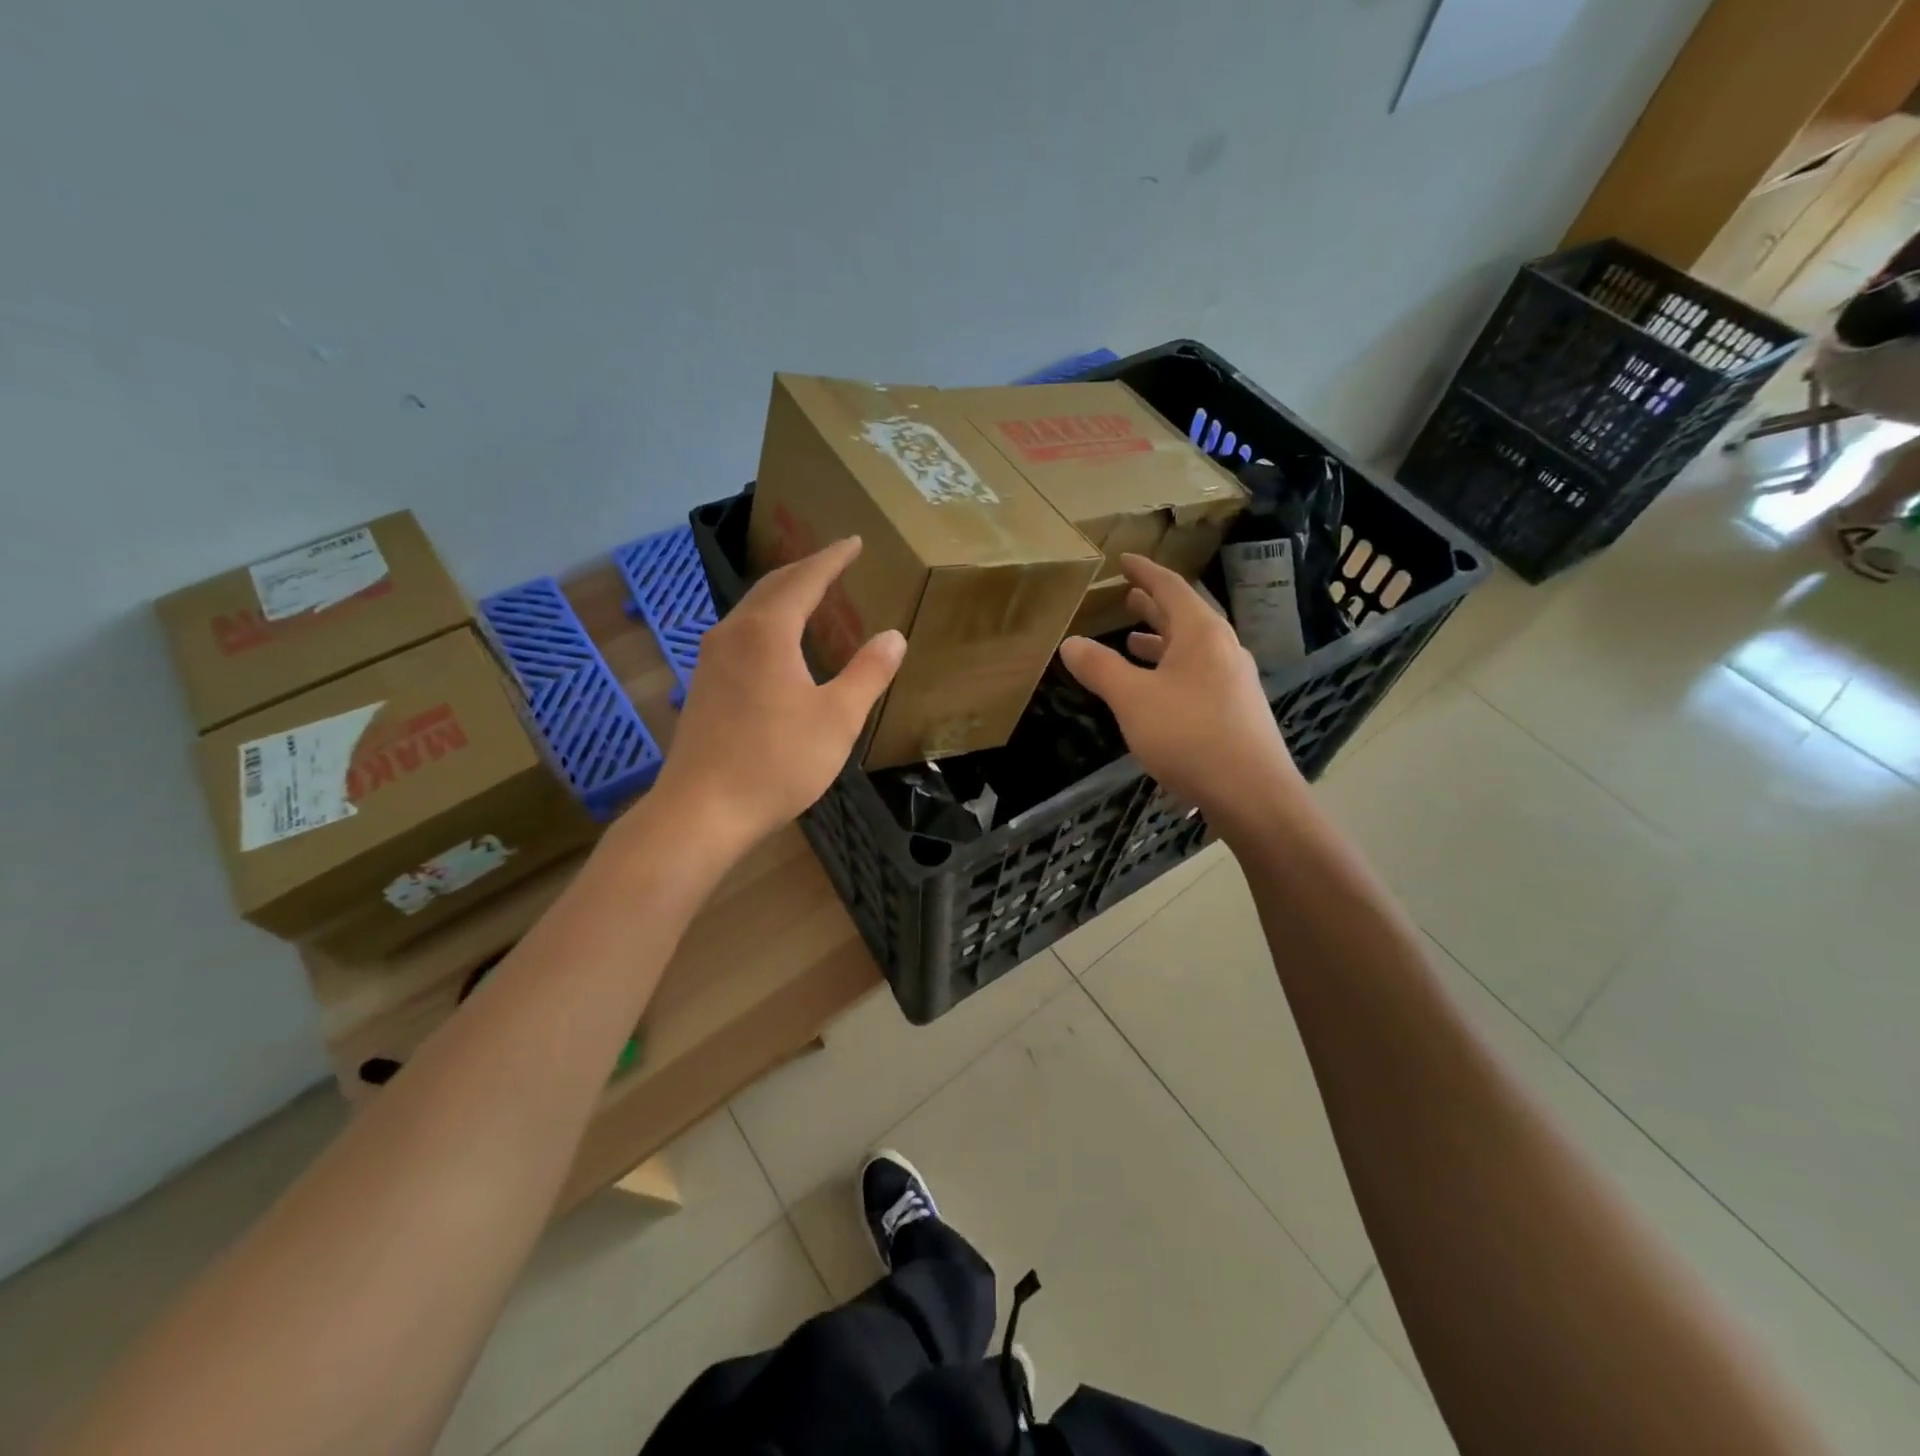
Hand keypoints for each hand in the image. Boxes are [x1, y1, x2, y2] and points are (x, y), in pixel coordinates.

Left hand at [652, 537, 904, 851]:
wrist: (702, 810)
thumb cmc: (776, 762)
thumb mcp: (837, 719)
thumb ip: (868, 673)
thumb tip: (893, 636)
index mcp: (767, 632)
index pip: (804, 579)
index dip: (832, 559)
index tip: (854, 542)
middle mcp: (733, 634)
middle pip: (771, 587)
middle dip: (805, 570)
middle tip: (834, 561)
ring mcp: (711, 660)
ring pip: (751, 610)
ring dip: (782, 595)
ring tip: (809, 594)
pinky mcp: (703, 686)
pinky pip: (740, 634)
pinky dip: (767, 622)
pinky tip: (776, 644)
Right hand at [1058, 555, 1299, 832]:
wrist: (1252, 794)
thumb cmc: (1190, 735)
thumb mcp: (1133, 699)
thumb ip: (1100, 669)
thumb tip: (1070, 642)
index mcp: (1202, 634)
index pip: (1171, 587)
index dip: (1145, 572)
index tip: (1124, 559)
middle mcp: (1223, 649)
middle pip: (1186, 616)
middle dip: (1154, 606)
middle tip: (1128, 596)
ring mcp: (1234, 681)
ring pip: (1192, 649)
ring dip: (1162, 641)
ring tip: (1134, 640)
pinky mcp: (1236, 711)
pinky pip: (1198, 675)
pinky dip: (1172, 670)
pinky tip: (1157, 690)